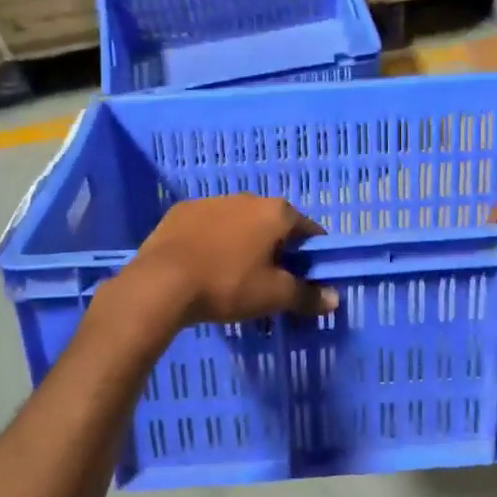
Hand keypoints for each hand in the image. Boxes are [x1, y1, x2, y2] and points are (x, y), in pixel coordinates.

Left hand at [127, 196, 337, 325]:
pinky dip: (213, 241)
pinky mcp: (181, 212)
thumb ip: (307, 296)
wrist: (162, 282)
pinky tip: (204, 266)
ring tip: (233, 276)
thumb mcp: (273, 296)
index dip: (312, 255)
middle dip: (276, 248)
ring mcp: (211, 201)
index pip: (308, 230)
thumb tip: (334, 298)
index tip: (307, 277)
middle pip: (272, 224)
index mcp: (275, 212)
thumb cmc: (228, 284)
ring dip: (243, 243)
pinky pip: (208, 226)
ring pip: (238, 223)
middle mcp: (246, 198)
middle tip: (270, 281)